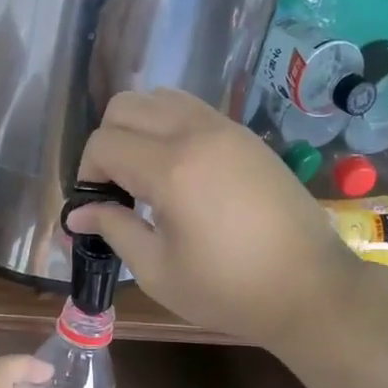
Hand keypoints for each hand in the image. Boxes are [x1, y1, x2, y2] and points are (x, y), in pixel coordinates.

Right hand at [69, 89, 363, 345]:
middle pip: (125, 106)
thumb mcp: (159, 272)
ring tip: (146, 174)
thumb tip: (78, 214)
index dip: (87, 174)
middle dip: (107, 142)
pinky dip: (170, 125)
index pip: (104, 144)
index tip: (96, 207)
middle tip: (116, 187)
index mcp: (171, 169)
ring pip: (160, 98)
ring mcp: (226, 128)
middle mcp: (196, 133)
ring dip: (139, 127)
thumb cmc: (229, 290)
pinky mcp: (247, 135)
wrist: (310, 288)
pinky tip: (180, 170)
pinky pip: (193, 109)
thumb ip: (114, 231)